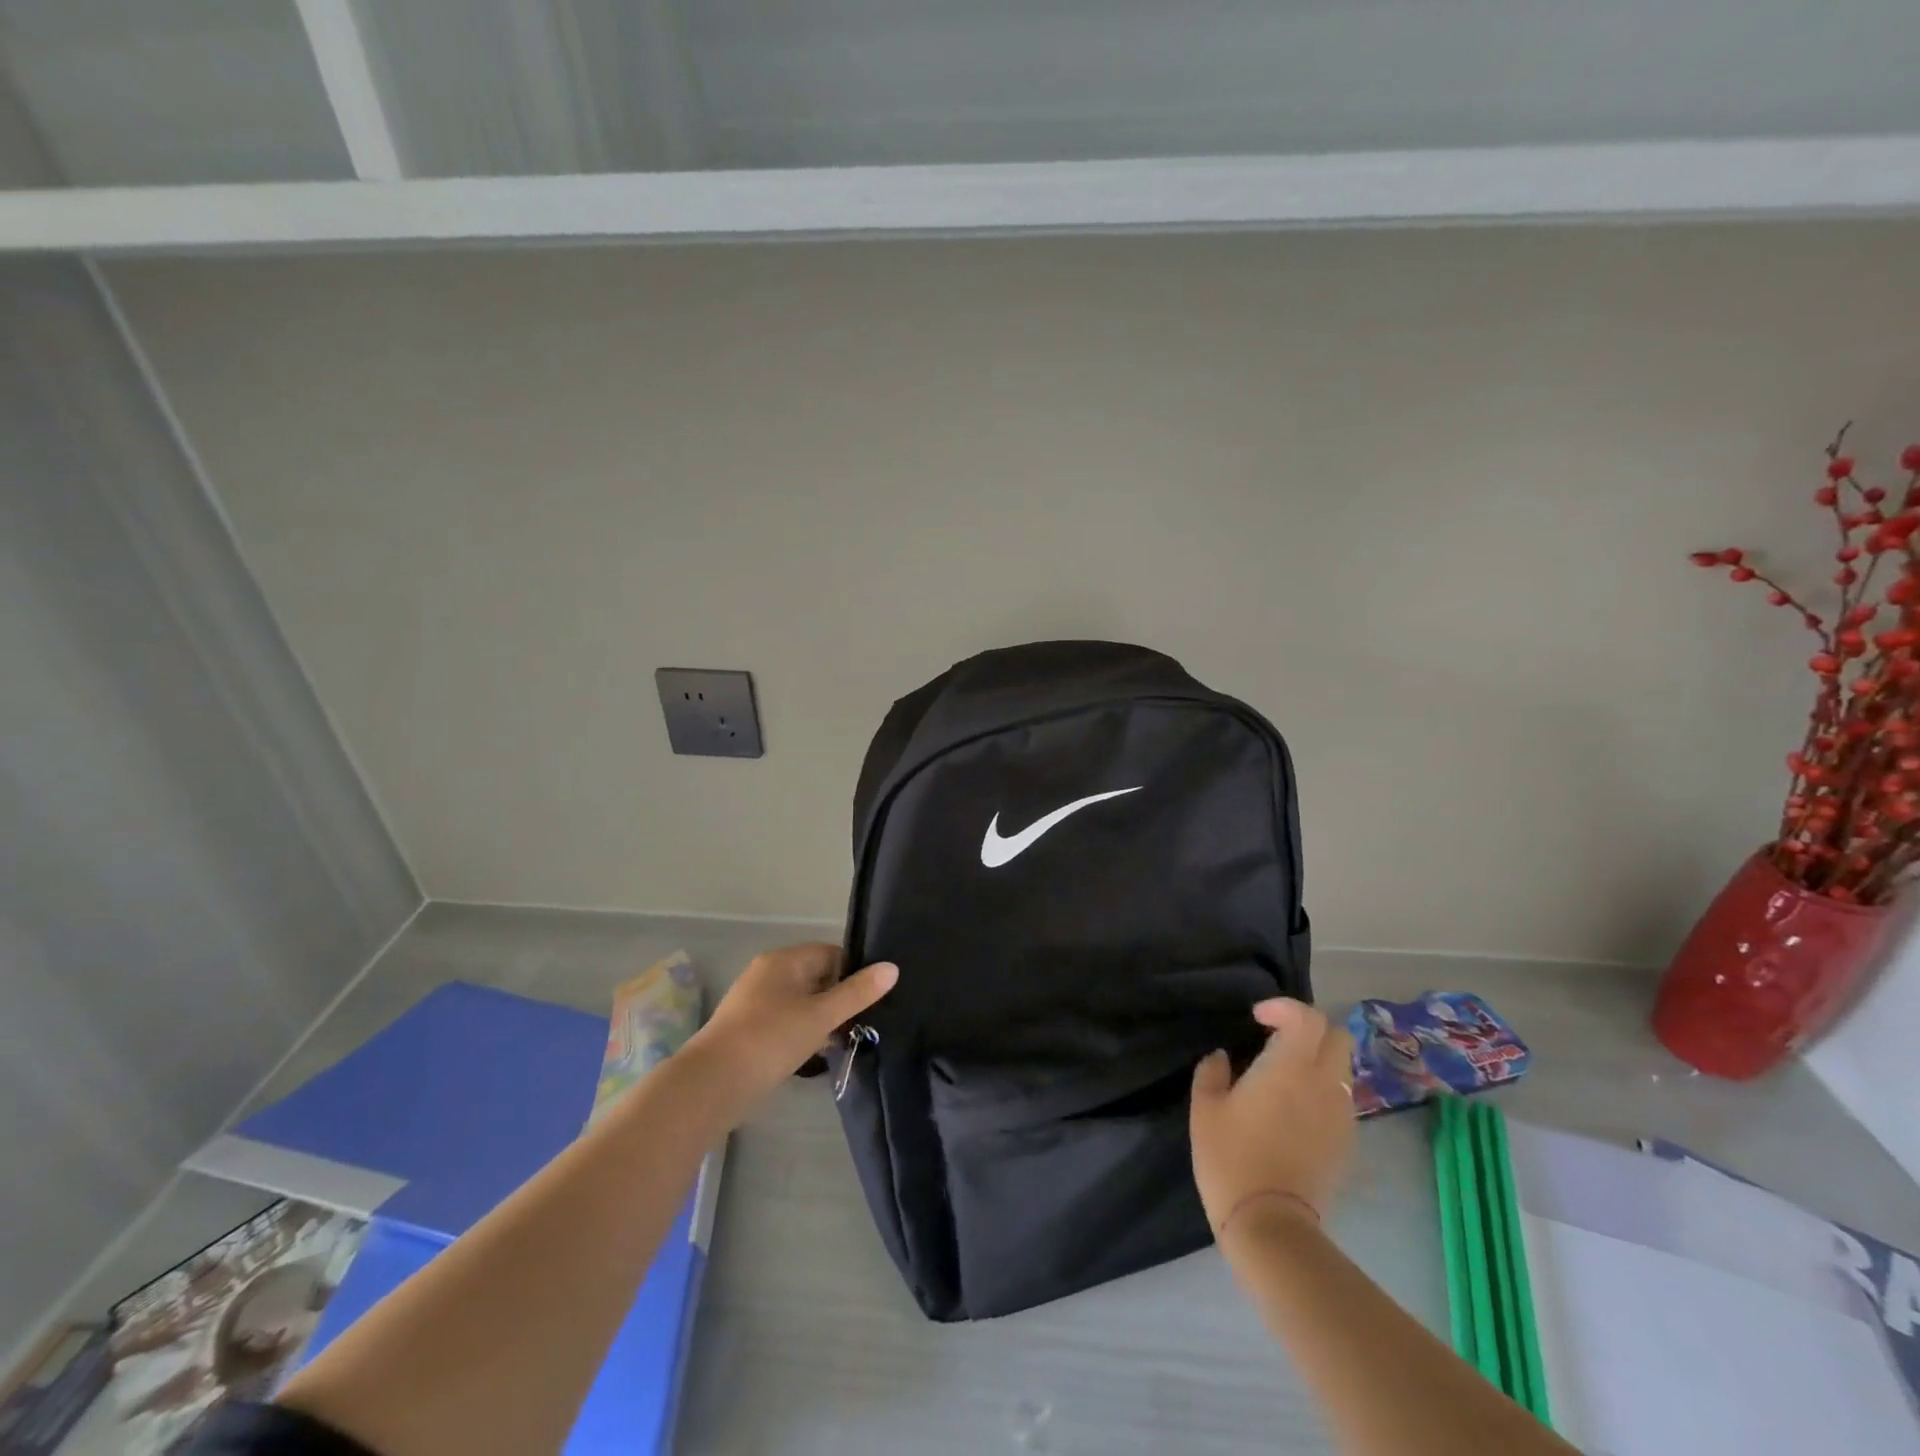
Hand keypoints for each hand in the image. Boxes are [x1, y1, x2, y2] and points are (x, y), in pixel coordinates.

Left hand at [688, 943, 897, 1105]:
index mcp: (784, 960)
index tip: (873, 998)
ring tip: (845, 1040)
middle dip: (839, 998)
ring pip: (801, 1002)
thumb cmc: (771, 1038)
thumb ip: (857, 992)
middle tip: (863, 1023)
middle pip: (816, 977)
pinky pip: (785, 1021)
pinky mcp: (747, 1030)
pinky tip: (816, 1054)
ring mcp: (754, 1002)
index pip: (830, 953)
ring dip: (821, 1019)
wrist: (712, 1084)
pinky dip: (802, 1033)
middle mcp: (767, 973)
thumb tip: (892, 967)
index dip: (854, 972)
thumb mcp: (821, 1015)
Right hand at [1190, 998, 1355, 1238]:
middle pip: (1338, 1036)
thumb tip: (1223, 1057)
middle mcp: (1324, 1084)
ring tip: (1286, 1075)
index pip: (1307, 1017)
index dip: (1284, 1007)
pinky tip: (1296, 1109)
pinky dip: (1323, 1089)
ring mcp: (1341, 1115)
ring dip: (1319, 1059)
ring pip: (1343, 1068)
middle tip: (1279, 1039)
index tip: (1257, 1018)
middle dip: (1310, 1029)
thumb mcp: (1205, 1108)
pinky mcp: (1346, 1142)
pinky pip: (1341, 1098)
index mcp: (1289, 1067)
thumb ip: (1212, 1072)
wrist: (1270, 1224)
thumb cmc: (1231, 1157)